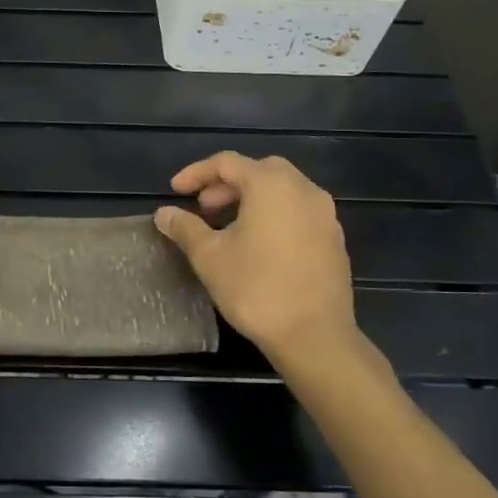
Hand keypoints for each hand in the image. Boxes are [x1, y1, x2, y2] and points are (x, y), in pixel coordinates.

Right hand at [154, 152, 359, 361]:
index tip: (175, 191)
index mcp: (271, 185)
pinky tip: (258, 244)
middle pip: (260, 170)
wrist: (314, 335)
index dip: (196, 173)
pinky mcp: (334, 239)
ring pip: (283, 190)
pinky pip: (299, 212)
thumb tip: (163, 213)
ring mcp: (325, 215)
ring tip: (227, 225)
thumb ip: (185, 228)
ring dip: (252, 198)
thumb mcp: (210, 256)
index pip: (228, 163)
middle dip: (227, 183)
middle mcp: (303, 190)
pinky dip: (274, 214)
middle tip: (204, 207)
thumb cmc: (255, 288)